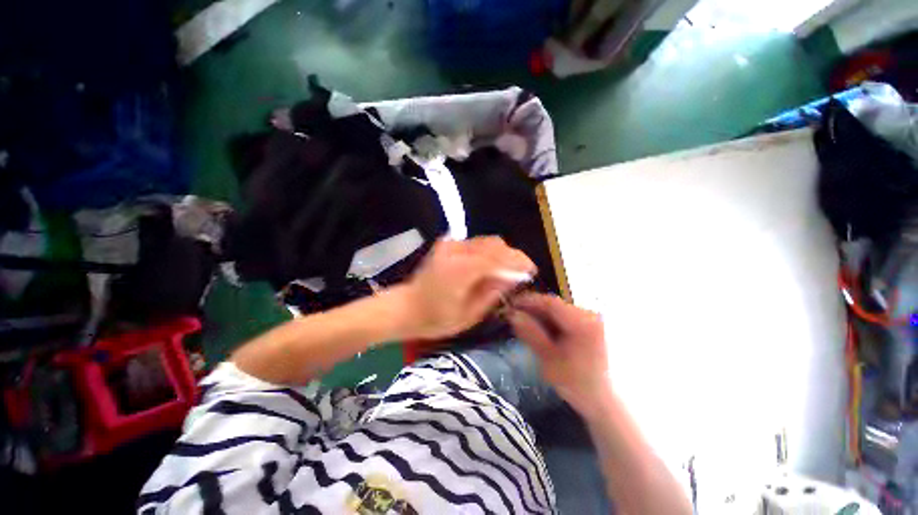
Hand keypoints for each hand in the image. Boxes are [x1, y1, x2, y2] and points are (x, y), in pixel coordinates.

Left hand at [400, 237, 535, 339]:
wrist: (406, 307)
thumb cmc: (436, 318)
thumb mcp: (469, 314)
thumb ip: (492, 293)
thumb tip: (513, 278)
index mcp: (461, 270)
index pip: (497, 258)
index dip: (518, 262)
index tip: (532, 270)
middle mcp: (456, 251)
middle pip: (494, 244)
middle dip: (513, 256)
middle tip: (522, 272)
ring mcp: (450, 245)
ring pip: (486, 241)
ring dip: (502, 253)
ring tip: (509, 270)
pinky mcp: (447, 245)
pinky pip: (475, 244)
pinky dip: (489, 252)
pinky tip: (492, 265)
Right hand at [508, 293, 609, 415]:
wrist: (607, 402)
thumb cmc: (577, 384)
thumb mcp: (549, 359)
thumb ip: (531, 334)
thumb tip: (513, 314)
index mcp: (583, 322)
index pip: (550, 302)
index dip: (528, 301)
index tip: (511, 305)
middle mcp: (591, 314)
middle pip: (555, 304)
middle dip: (534, 308)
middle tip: (516, 315)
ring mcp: (594, 319)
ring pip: (560, 310)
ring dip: (542, 314)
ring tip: (527, 322)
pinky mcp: (594, 325)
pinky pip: (568, 316)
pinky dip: (553, 320)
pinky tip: (544, 329)